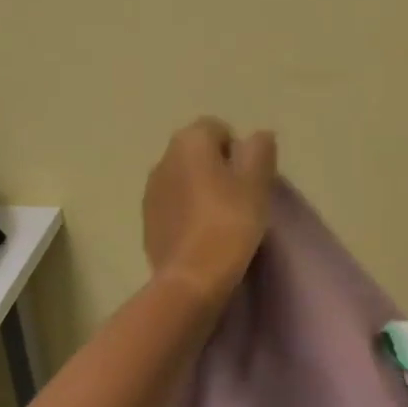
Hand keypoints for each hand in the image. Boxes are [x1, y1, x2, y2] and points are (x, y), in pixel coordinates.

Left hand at [142, 117, 277, 302]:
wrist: (191, 277)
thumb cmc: (230, 222)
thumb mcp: (257, 183)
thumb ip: (260, 151)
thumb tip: (258, 136)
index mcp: (189, 141)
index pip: (218, 129)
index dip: (238, 151)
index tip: (251, 179)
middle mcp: (163, 159)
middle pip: (198, 154)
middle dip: (218, 170)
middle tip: (242, 199)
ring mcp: (150, 192)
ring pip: (184, 181)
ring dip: (201, 192)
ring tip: (223, 220)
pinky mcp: (147, 223)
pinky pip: (173, 208)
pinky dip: (187, 215)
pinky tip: (204, 237)